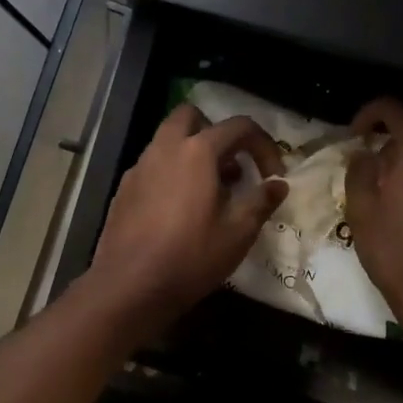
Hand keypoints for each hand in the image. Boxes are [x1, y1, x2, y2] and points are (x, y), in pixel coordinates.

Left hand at [88, 104, 288, 332]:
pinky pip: (153, 165)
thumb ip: (261, 201)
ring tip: (211, 192)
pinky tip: (180, 210)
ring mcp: (140, 167)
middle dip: (217, 133)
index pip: (239, 126)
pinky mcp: (124, 188)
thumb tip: (278, 184)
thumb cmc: (191, 257)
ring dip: (193, 152)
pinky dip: (172, 172)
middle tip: (232, 166)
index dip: (264, 145)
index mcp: (197, 151)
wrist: (129, 286)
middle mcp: (165, 148)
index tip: (273, 175)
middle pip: (192, 117)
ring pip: (169, 140)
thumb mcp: (238, 233)